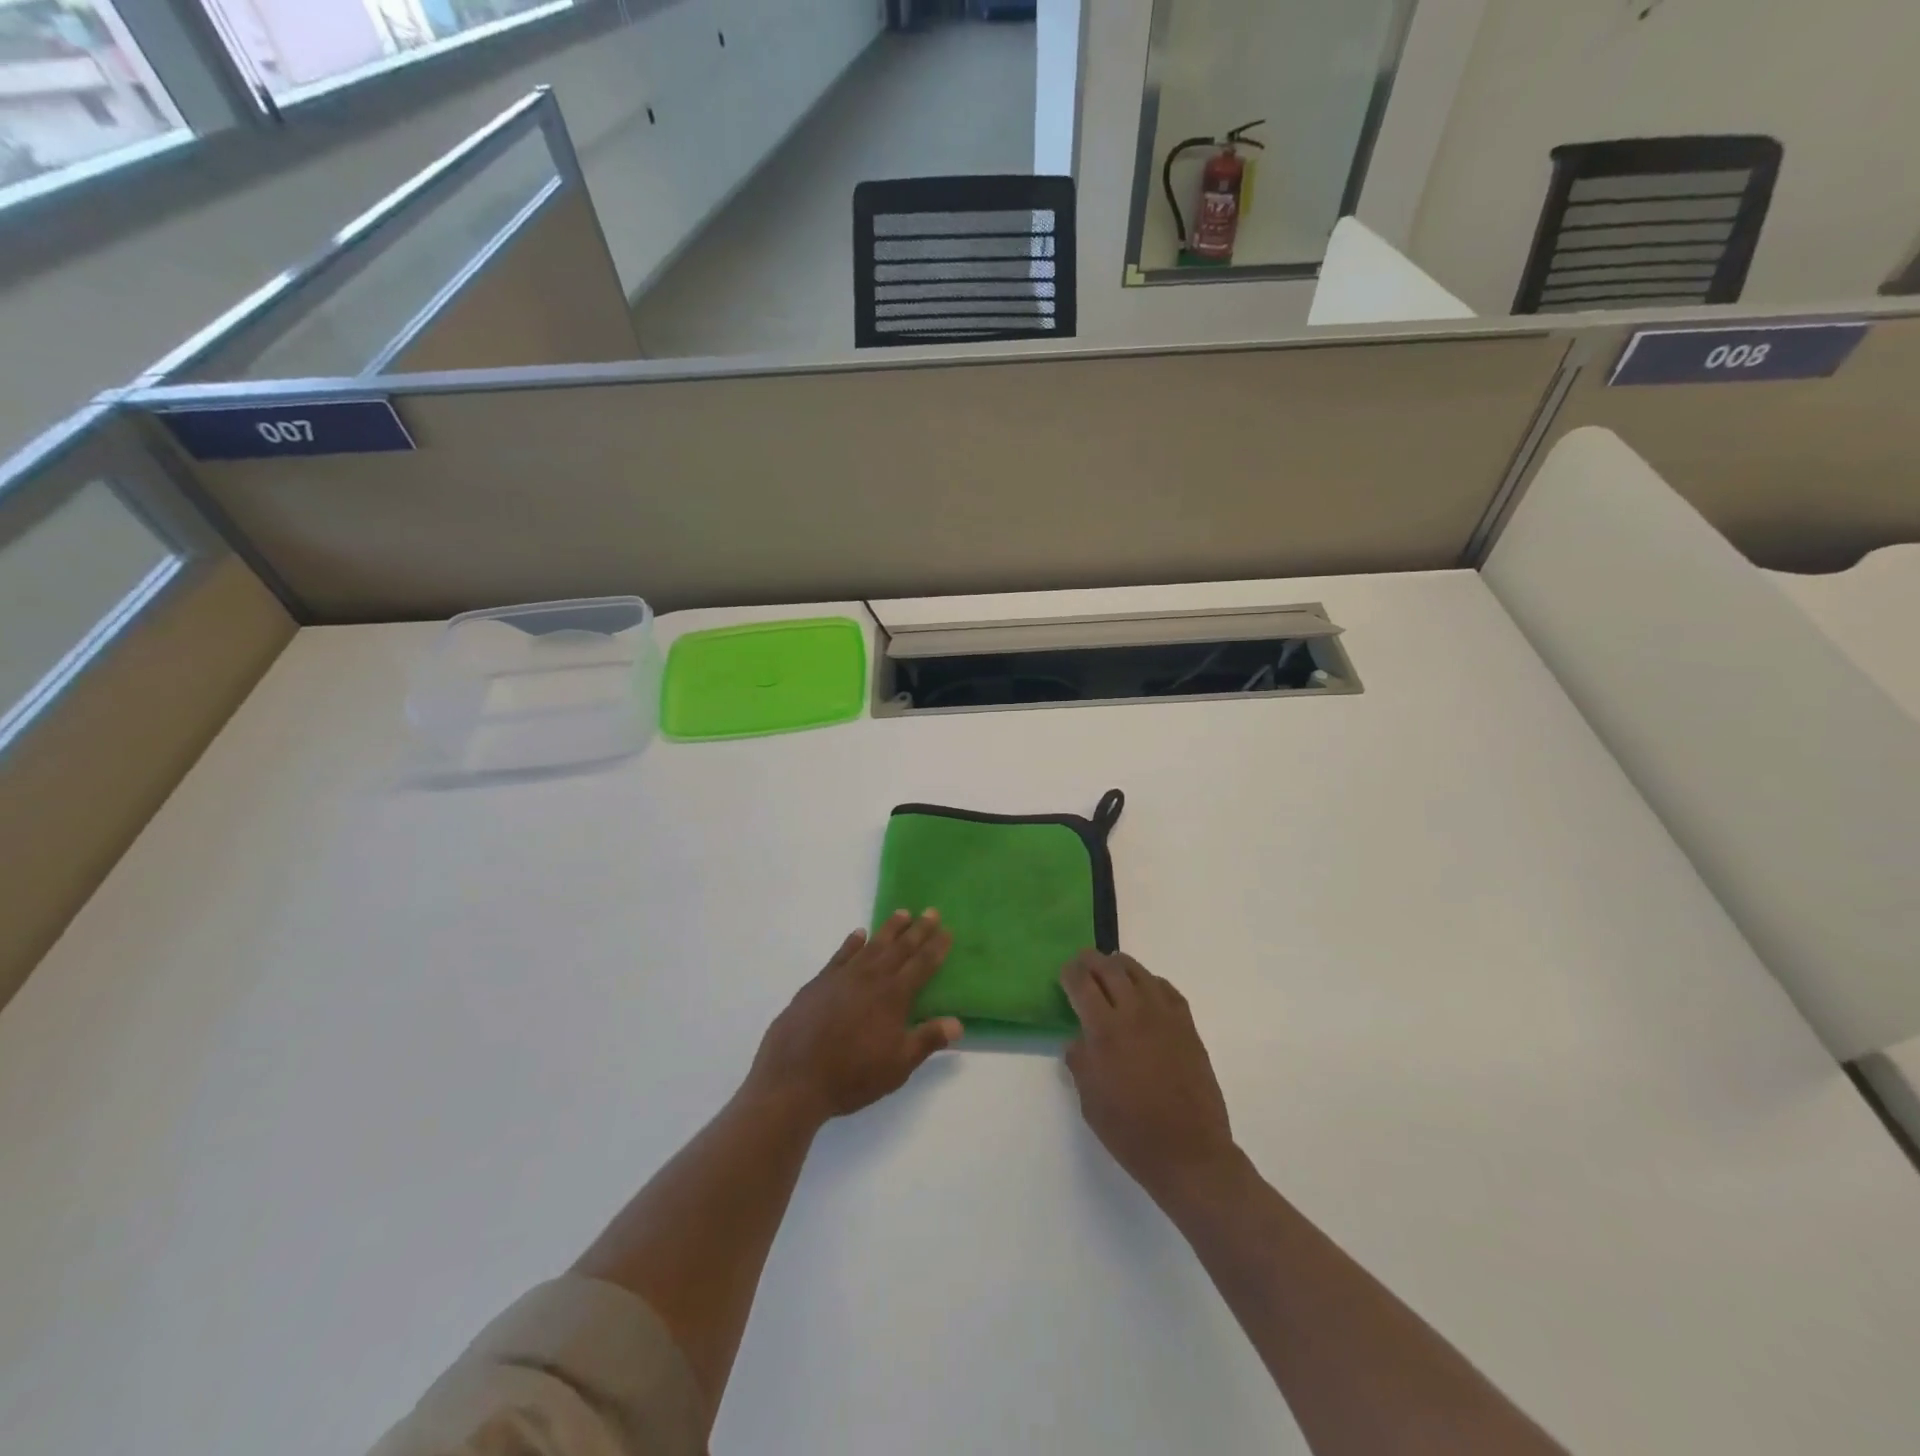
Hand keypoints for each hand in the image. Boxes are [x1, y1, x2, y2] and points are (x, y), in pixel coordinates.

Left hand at [746, 911, 961, 1124]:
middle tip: (931, 911)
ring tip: (902, 913)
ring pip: (872, 945)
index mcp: (894, 996)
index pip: (922, 964)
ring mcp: (843, 976)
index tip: (948, 930)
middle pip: (900, 947)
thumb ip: (927, 1040)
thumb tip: (958, 1023)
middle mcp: (871, 978)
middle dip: (918, 929)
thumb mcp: (898, 1066)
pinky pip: (841, 954)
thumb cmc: (852, 1076)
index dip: (936, 947)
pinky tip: (858, 934)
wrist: (795, 1078)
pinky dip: (852, 942)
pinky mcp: (819, 982)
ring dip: (889, 928)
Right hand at [1061, 950, 1236, 1200]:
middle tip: (1082, 962)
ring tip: (1111, 969)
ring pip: (1140, 973)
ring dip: (1120, 966)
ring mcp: (1165, 1017)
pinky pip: (1167, 989)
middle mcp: (1134, 1013)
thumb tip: (1079, 1040)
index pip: (1082, 984)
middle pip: (1110, 969)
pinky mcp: (1188, 1027)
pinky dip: (1150, 982)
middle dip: (1091, 961)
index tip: (1064, 973)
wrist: (1189, 1152)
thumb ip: (1080, 1062)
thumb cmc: (1131, 1132)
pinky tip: (1145, 990)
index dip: (1070, 973)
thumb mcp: (1089, 1101)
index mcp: (1105, 1031)